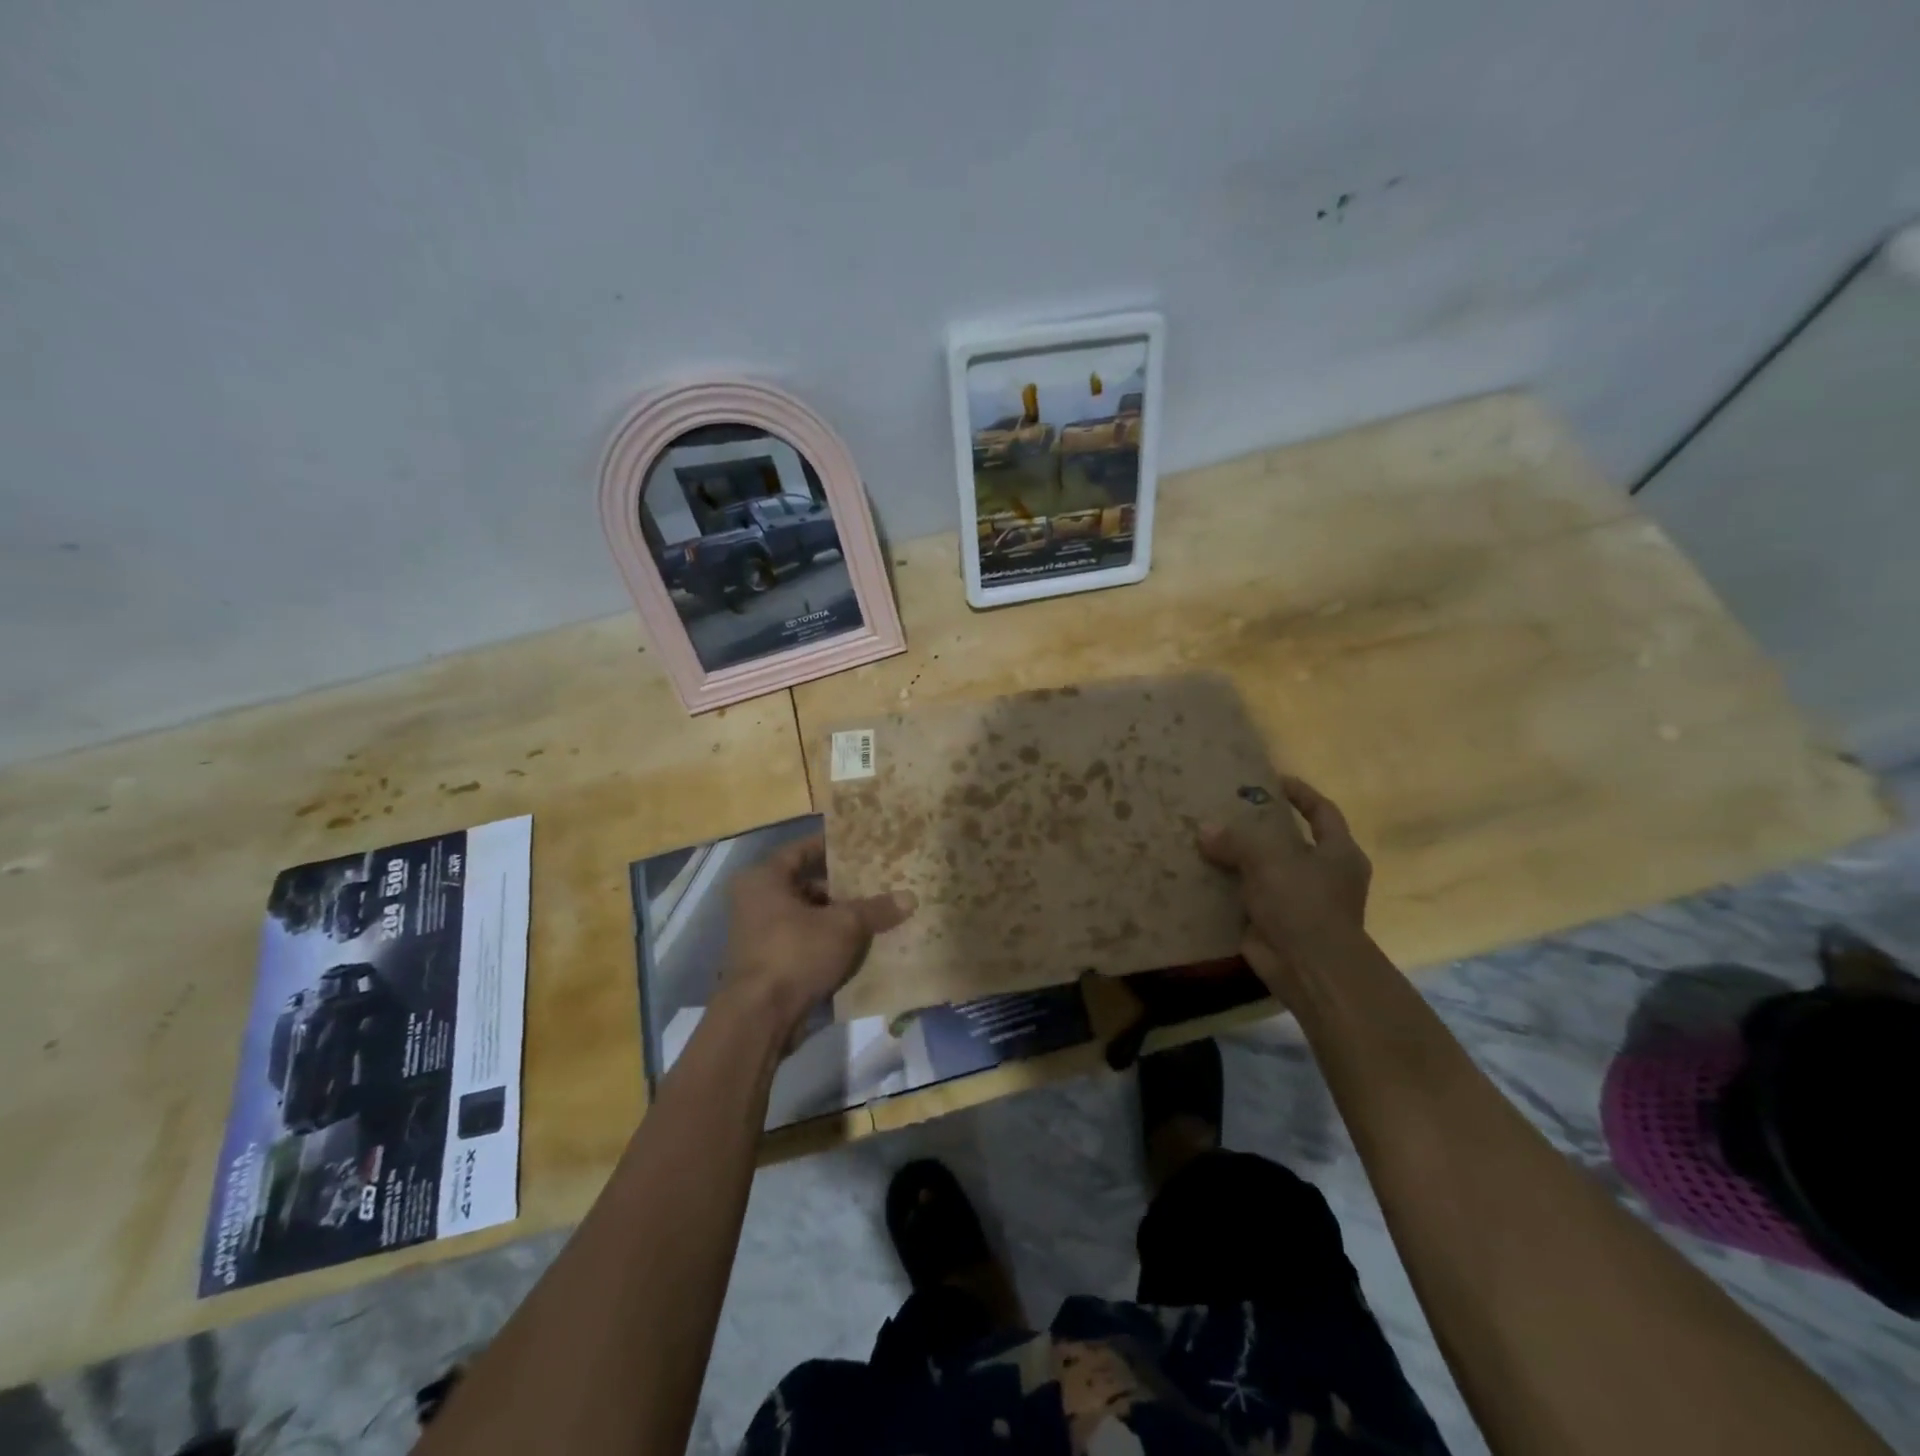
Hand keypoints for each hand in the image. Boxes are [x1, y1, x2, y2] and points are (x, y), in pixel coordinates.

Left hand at [716, 835, 916, 1048]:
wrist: (760, 1017)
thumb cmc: (795, 952)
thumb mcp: (844, 926)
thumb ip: (875, 909)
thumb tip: (910, 897)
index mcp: (763, 879)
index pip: (800, 850)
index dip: (831, 847)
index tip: (860, 846)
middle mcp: (754, 901)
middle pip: (805, 885)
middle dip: (840, 887)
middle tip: (875, 883)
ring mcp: (758, 935)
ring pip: (806, 917)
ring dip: (836, 918)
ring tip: (874, 915)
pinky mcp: (767, 964)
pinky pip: (802, 943)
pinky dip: (826, 943)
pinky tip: (859, 947)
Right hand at [1197, 775, 1371, 997]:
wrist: (1309, 969)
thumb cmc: (1304, 903)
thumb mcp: (1269, 859)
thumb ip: (1236, 840)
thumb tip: (1204, 831)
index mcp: (1338, 853)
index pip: (1322, 812)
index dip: (1300, 794)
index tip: (1272, 780)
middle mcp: (1323, 875)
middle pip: (1288, 841)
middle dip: (1258, 827)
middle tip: (1225, 810)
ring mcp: (1298, 902)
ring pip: (1263, 871)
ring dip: (1237, 860)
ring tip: (1203, 840)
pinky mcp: (1274, 924)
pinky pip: (1246, 899)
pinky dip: (1226, 891)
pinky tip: (1198, 877)